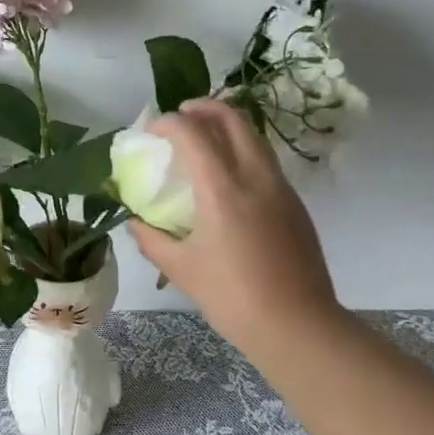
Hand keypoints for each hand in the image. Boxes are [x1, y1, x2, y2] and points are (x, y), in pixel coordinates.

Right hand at [129, 99, 344, 351]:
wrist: (299, 327)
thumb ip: (152, 240)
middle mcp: (256, 178)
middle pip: (234, 120)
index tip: (152, 130)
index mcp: (223, 190)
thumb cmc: (234, 298)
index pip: (194, 134)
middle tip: (183, 114)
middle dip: (205, 107)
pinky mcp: (295, 204)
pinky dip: (243, 150)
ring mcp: (281, 189)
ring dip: (228, 126)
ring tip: (205, 137)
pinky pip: (266, 161)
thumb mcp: (182, 270)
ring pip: (255, 137)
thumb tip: (134, 222)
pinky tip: (229, 176)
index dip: (170, 123)